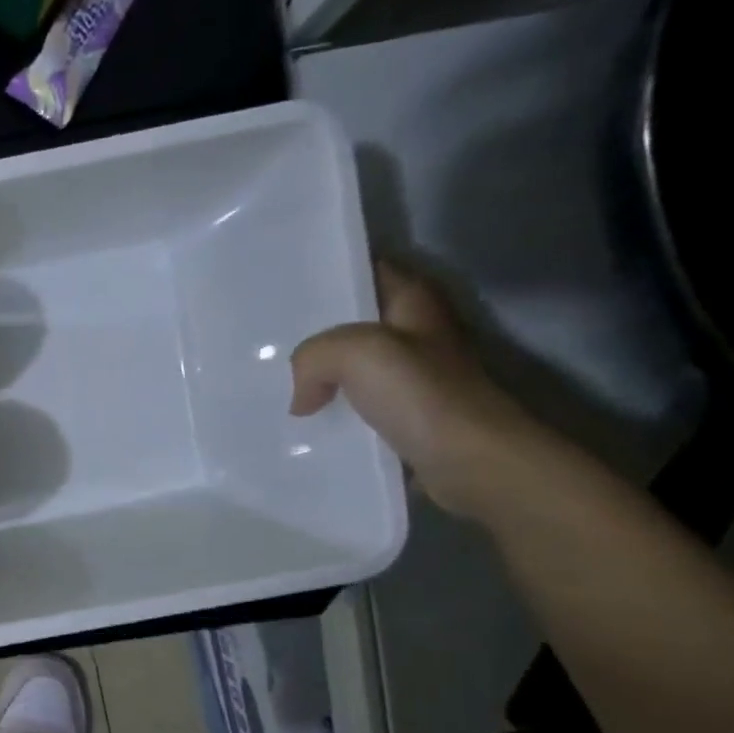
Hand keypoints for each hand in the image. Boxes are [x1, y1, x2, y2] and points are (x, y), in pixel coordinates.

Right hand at [289, 262, 545, 518]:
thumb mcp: (356, 352)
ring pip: (347, 367)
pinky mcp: (402, 417)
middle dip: (310, 329)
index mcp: (413, 302)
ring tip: (270, 381)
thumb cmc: (422, 394)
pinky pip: (352, 406)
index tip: (281, 284)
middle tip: (262, 338)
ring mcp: (409, 378)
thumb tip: (301, 398)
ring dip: (315, 376)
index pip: (366, 270)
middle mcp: (413, 334)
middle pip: (351, 321)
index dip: (327, 273)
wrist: (471, 462)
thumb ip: (313, 356)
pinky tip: (298, 421)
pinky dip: (328, 412)